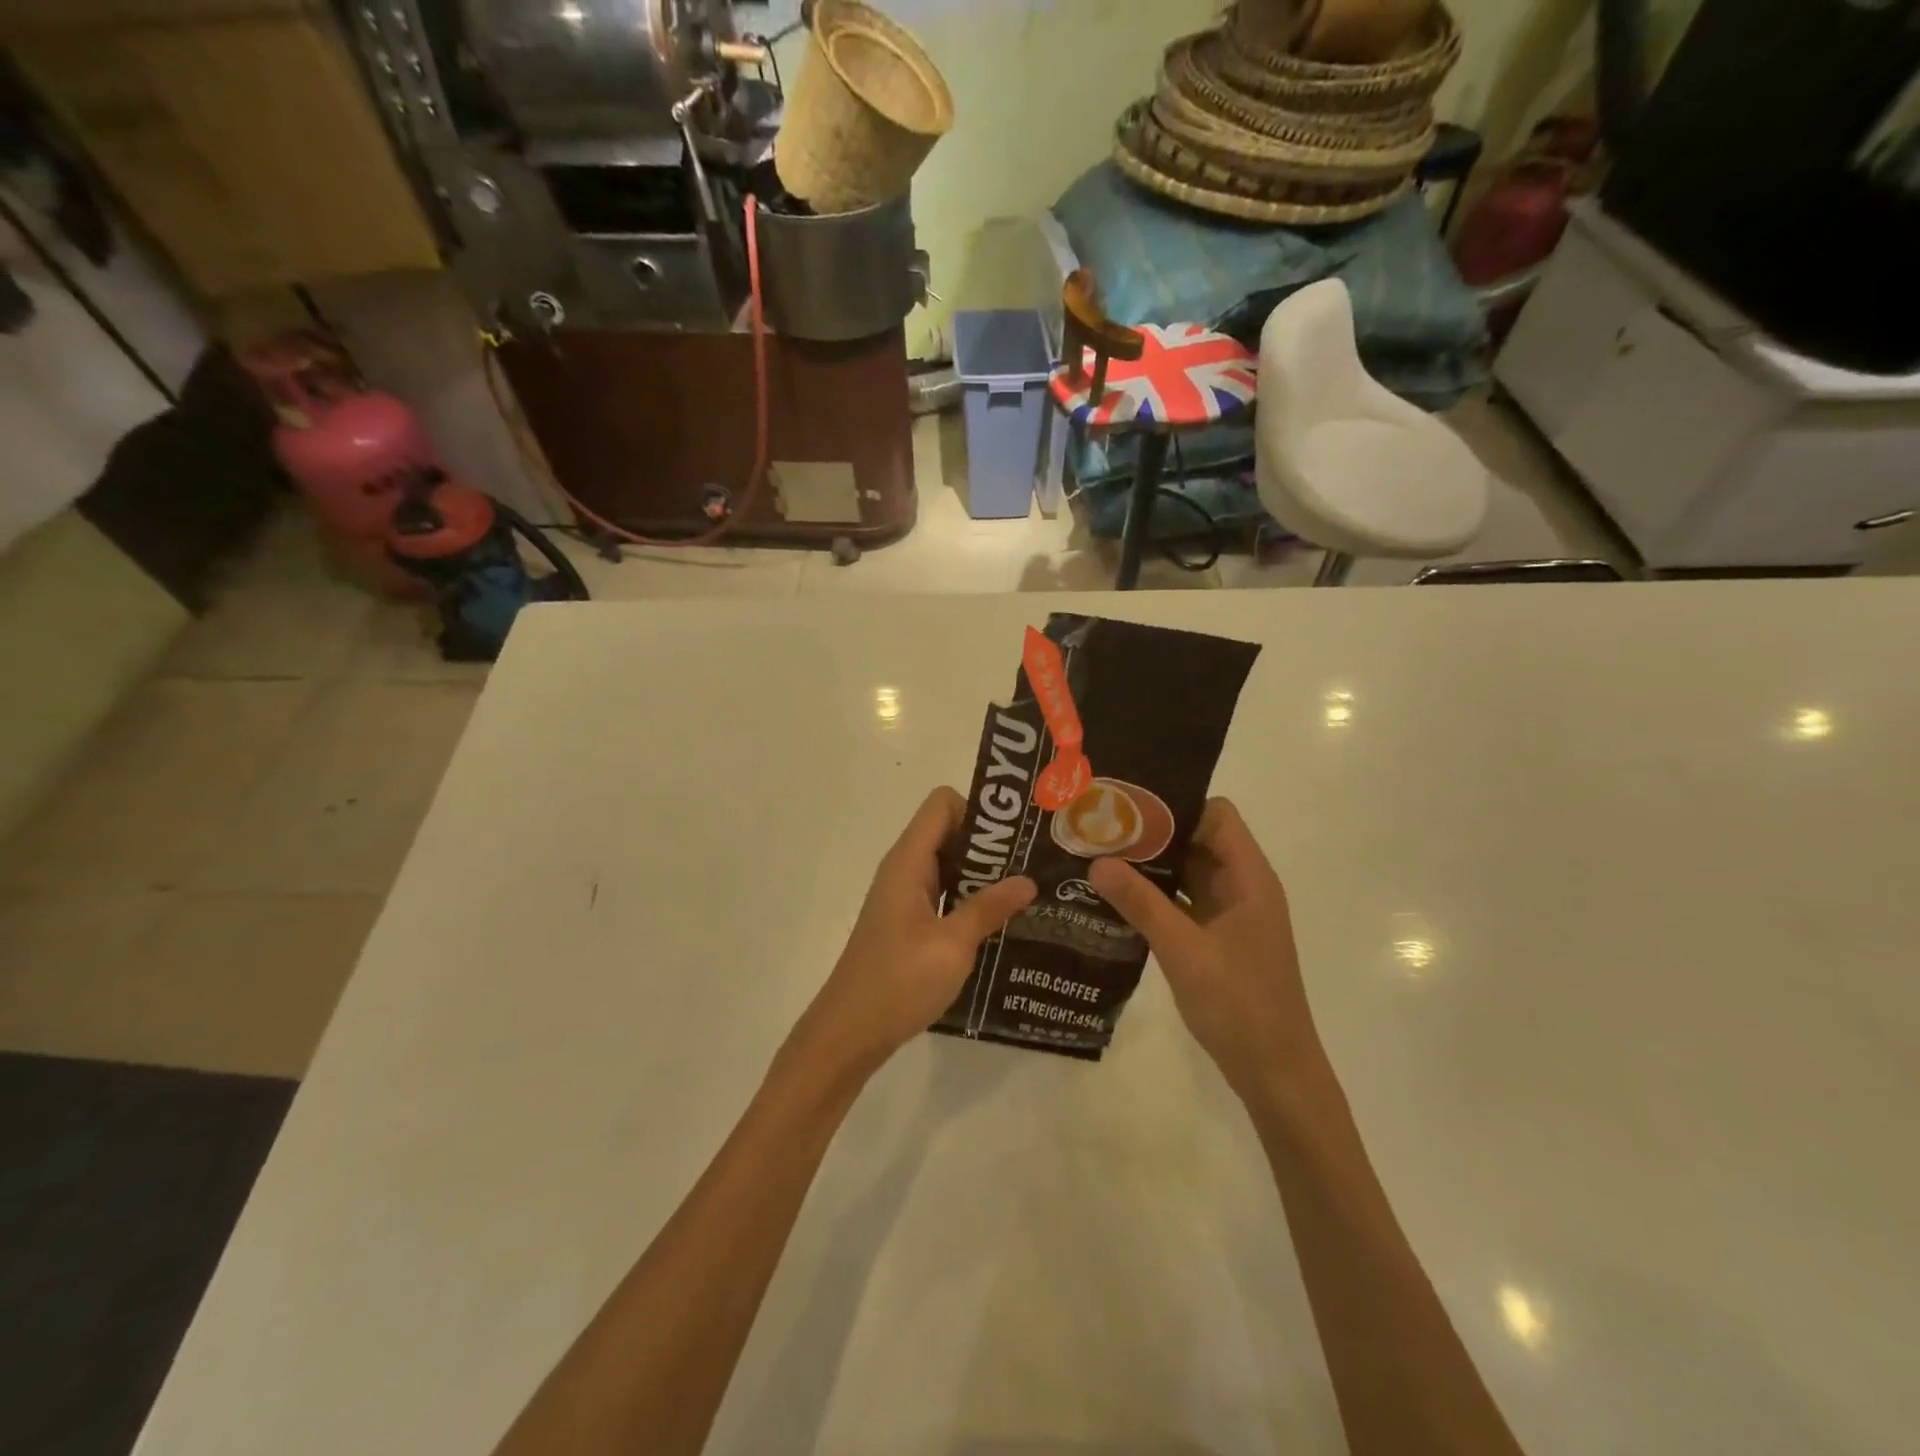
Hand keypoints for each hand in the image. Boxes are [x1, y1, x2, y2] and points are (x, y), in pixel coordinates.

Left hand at [790, 788, 1034, 1085]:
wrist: (849, 1032)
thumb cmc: (899, 982)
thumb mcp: (952, 945)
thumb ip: (989, 907)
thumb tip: (1027, 880)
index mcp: (909, 861)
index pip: (943, 804)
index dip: (978, 811)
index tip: (1014, 838)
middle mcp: (904, 869)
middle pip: (948, 831)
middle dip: (989, 843)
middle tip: (1032, 864)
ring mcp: (904, 897)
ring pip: (947, 864)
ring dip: (982, 873)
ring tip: (1024, 891)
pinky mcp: (907, 923)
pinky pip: (942, 893)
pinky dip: (968, 898)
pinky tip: (998, 922)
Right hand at [1090, 799, 1319, 1101]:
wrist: (1274, 1072)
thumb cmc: (1240, 1005)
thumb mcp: (1184, 950)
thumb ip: (1141, 904)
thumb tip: (1097, 862)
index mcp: (1249, 878)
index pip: (1216, 816)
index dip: (1176, 807)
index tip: (1127, 809)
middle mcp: (1241, 887)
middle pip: (1197, 840)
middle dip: (1152, 834)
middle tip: (1100, 829)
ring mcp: (1228, 914)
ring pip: (1186, 872)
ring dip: (1149, 866)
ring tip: (1098, 856)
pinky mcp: (1214, 937)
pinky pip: (1181, 901)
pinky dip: (1153, 895)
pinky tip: (1114, 898)